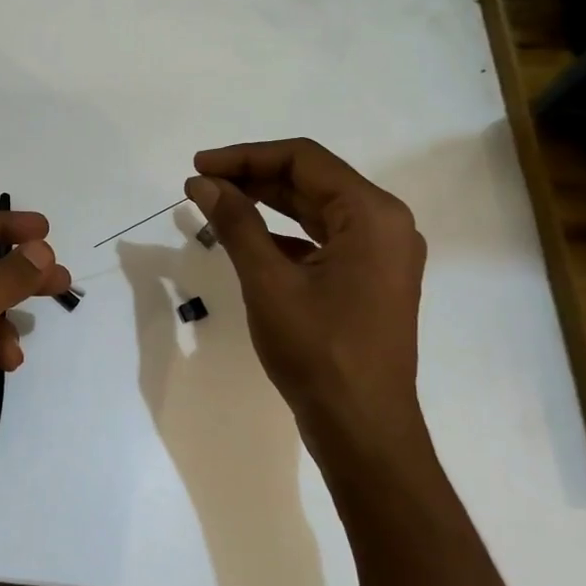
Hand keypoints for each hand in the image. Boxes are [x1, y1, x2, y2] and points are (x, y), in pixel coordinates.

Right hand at [185, 139, 428, 472]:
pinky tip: (247, 239)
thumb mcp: (268, 281)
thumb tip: (202, 182)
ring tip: (216, 203)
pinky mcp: (370, 278)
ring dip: (266, 202)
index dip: (246, 157)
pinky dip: (284, 233)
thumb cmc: (317, 351)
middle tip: (200, 183)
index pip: (303, 160)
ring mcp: (381, 253)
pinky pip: (323, 238)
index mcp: (373, 214)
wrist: (361, 428)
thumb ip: (235, 223)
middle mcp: (386, 224)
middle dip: (253, 177)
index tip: (199, 166)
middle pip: (312, 181)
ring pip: (316, 209)